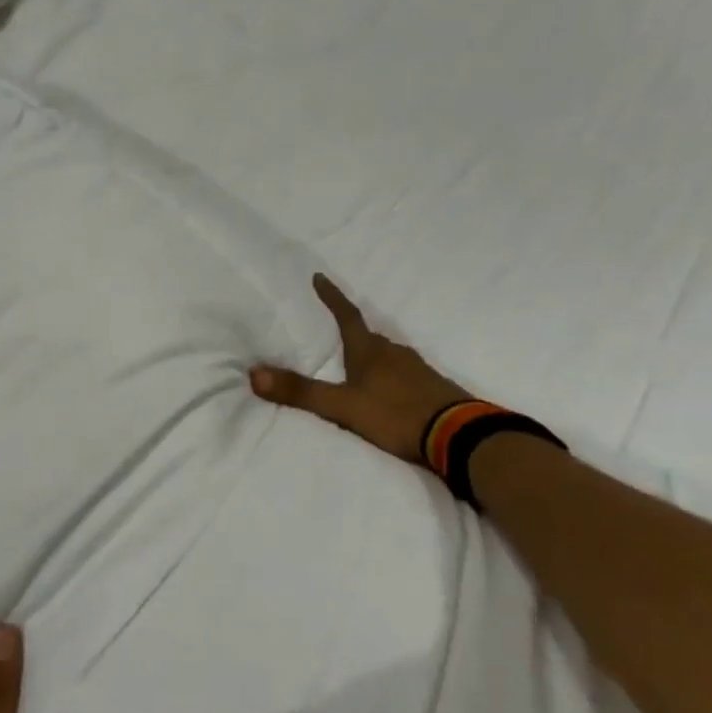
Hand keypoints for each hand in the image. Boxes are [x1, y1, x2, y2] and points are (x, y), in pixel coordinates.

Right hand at [250, 273, 466, 464]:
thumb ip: (300, 392)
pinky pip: (403, 374)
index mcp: (370, 351)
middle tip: (334, 336)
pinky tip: (386, 393)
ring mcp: (417, 369)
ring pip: (387, 356)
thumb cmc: (396, 414)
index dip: (331, 297)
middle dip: (350, 334)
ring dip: (370, 358)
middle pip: (367, 337)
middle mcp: (394, 353)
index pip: (346, 315)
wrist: (458, 435)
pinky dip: (388, 378)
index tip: (319, 277)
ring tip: (355, 369)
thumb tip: (253, 374)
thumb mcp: (342, 406)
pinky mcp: (432, 388)